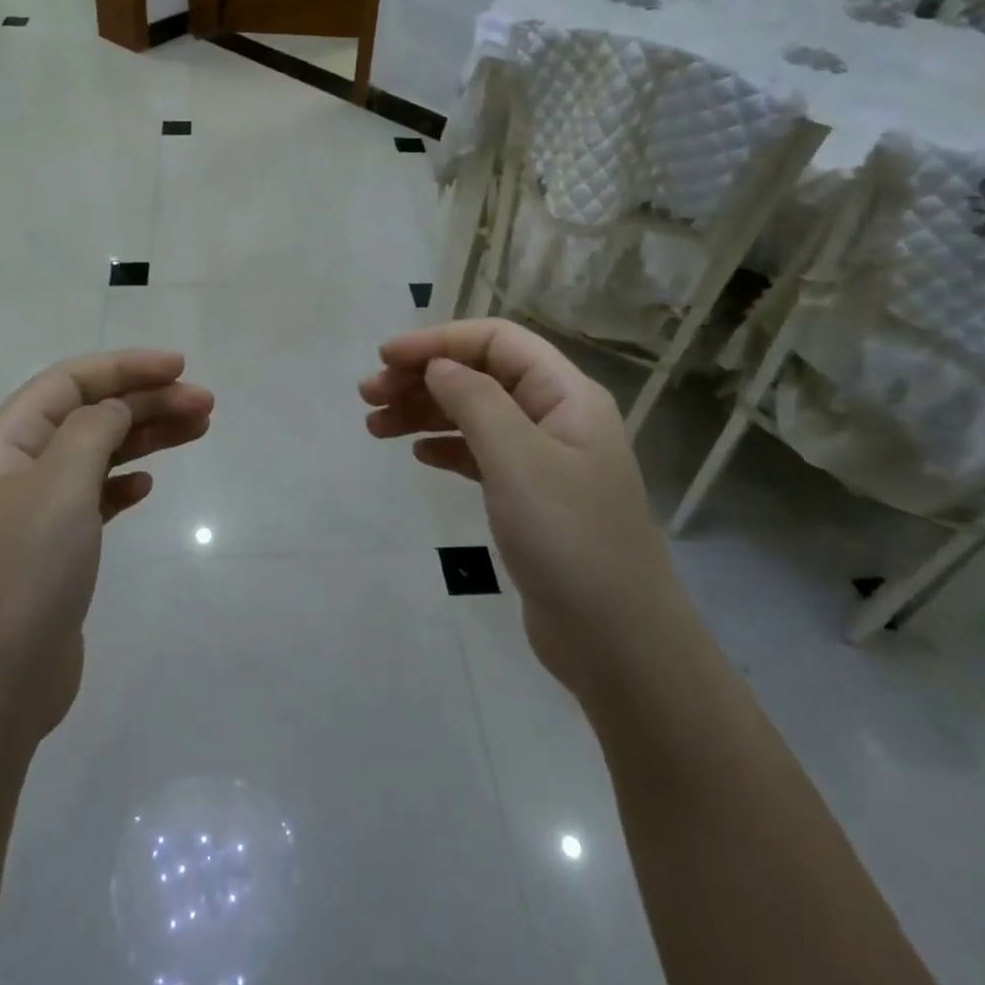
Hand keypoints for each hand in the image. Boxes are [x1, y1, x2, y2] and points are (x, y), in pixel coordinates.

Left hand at [0, 350, 213, 748]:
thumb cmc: (23, 573)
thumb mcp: (60, 485)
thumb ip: (93, 431)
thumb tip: (115, 409)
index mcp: (4, 442)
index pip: (69, 382)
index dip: (125, 367)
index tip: (180, 367)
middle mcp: (16, 468)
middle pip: (88, 414)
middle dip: (146, 401)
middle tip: (205, 405)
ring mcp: (34, 512)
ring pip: (97, 453)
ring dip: (145, 437)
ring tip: (198, 430)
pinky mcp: (53, 550)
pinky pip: (94, 497)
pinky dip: (123, 483)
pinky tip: (147, 487)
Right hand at [360, 319, 668, 699]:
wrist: (616, 643)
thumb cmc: (568, 539)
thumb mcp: (518, 460)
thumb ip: (475, 401)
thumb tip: (437, 365)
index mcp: (566, 394)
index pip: (497, 341)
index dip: (439, 341)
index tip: (385, 358)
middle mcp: (557, 417)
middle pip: (481, 375)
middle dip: (423, 377)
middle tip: (368, 397)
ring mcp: (544, 460)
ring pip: (475, 415)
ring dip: (425, 412)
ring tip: (375, 426)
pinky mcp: (530, 498)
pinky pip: (480, 455)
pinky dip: (446, 448)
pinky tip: (418, 455)